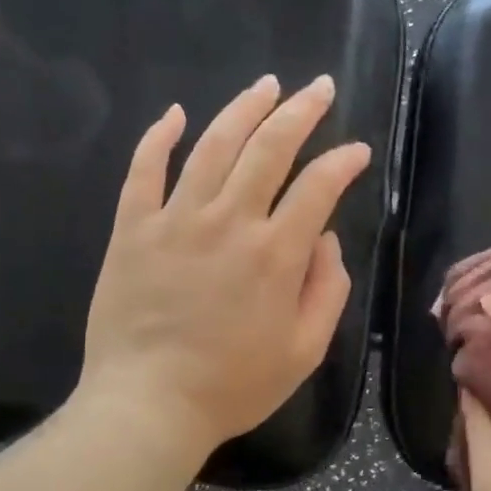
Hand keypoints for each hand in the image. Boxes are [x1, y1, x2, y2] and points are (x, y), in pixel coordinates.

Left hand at [74, 74, 371, 454]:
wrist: (148, 405)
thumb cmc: (235, 385)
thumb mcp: (305, 350)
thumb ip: (328, 290)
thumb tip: (324, 239)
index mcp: (276, 253)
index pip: (318, 187)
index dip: (343, 162)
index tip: (357, 151)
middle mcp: (229, 221)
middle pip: (269, 148)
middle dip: (300, 112)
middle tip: (318, 88)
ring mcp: (175, 219)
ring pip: (212, 145)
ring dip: (243, 109)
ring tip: (265, 85)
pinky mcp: (132, 229)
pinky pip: (143, 169)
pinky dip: (158, 136)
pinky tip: (175, 113)